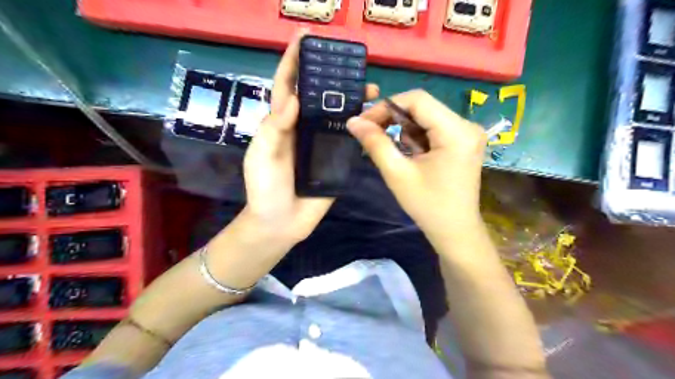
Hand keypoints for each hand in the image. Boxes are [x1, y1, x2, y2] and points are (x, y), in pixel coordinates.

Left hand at [243, 28, 378, 242]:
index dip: (294, 61)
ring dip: (352, 101)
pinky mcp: (336, 160)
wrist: (281, 223)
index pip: (288, 86)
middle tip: (351, 65)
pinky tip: (374, 118)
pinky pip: (349, 140)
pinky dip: (361, 127)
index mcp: (282, 123)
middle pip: (318, 96)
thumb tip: (294, 96)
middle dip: (332, 78)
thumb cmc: (265, 188)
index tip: (306, 37)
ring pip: (338, 115)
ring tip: (370, 90)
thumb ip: (274, 127)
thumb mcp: (263, 156)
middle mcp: (303, 128)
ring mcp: (321, 144)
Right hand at [347, 89, 484, 240]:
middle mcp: (467, 125)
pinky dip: (416, 138)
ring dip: (405, 131)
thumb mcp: (397, 174)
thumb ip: (375, 143)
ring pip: (426, 117)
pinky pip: (434, 128)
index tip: (365, 122)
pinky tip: (412, 156)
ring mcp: (467, 133)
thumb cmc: (427, 206)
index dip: (386, 106)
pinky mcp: (463, 142)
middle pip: (423, 107)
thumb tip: (353, 121)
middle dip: (393, 119)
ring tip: (398, 155)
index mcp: (456, 131)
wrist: (455, 231)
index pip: (417, 100)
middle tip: (371, 134)